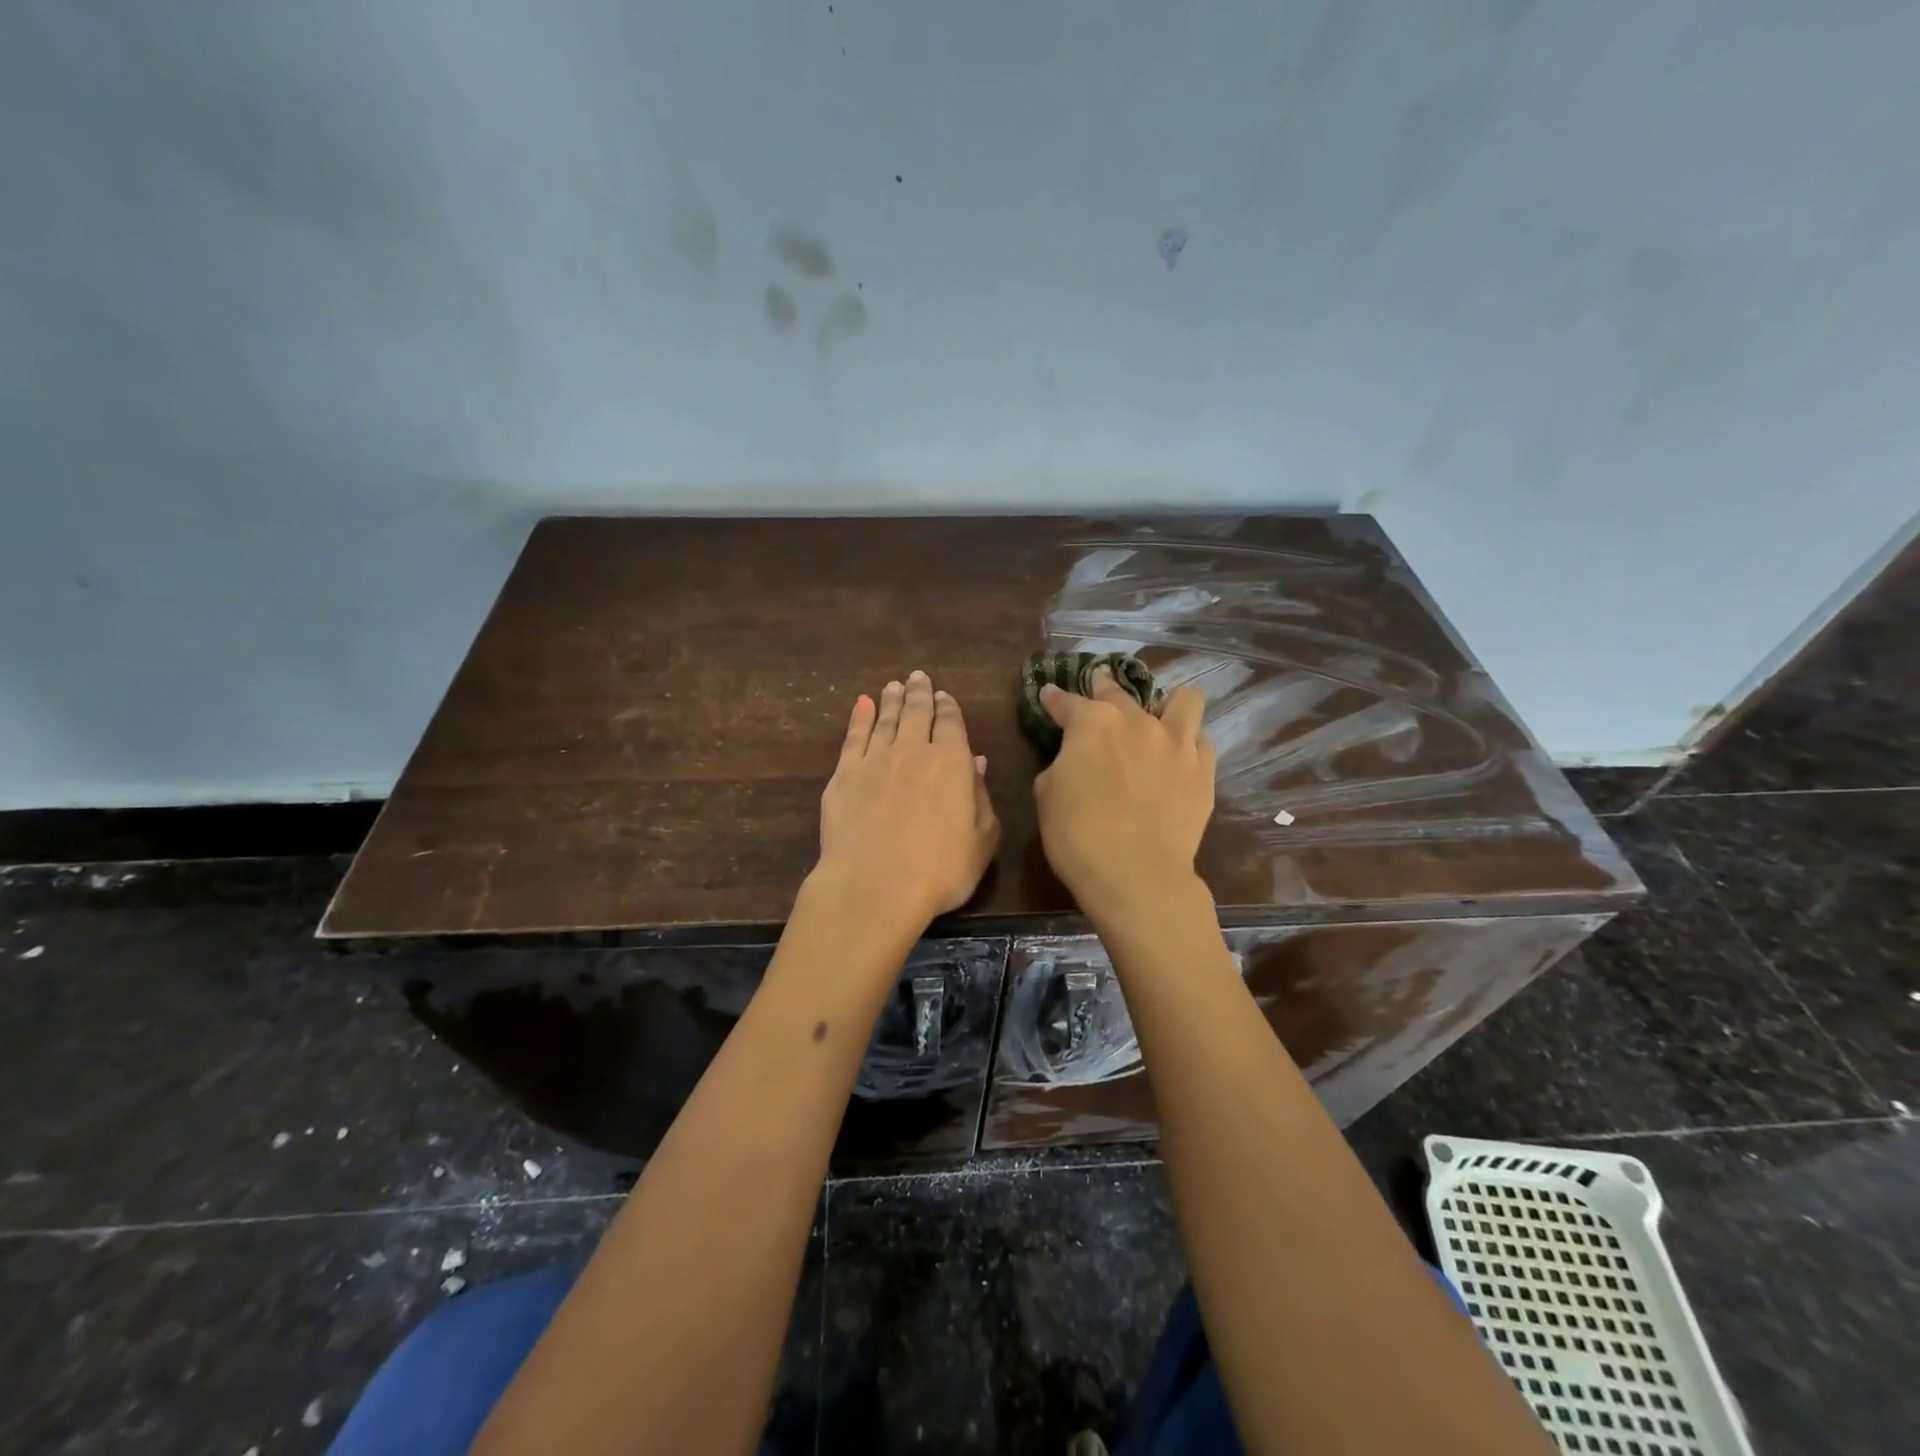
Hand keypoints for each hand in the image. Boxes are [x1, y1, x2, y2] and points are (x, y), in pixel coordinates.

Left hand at [815, 670, 1000, 927]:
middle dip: (919, 693)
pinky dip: (859, 718)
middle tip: (917, 677)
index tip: (944, 696)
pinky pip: (853, 737)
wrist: (875, 886)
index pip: (951, 724)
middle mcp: (913, 751)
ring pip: (884, 720)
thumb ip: (981, 798)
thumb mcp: (981, 841)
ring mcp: (874, 760)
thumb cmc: (940, 871)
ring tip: (893, 686)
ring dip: (891, 701)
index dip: (948, 708)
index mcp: (952, 763)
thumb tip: (977, 764)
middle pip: (916, 713)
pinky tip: (861, 705)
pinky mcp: (843, 775)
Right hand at [1034, 670, 1215, 913]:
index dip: (1054, 699)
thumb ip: (1061, 765)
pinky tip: (1180, 757)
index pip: (1066, 702)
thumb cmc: (1077, 835)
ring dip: (1168, 705)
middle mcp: (1137, 721)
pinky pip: (1203, 742)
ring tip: (1161, 718)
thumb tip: (1073, 760)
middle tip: (1099, 695)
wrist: (1135, 873)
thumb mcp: (1047, 795)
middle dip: (1104, 689)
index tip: (1048, 696)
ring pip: (1184, 701)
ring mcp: (1176, 743)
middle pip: (1119, 693)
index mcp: (1092, 723)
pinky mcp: (1203, 771)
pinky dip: (1189, 744)